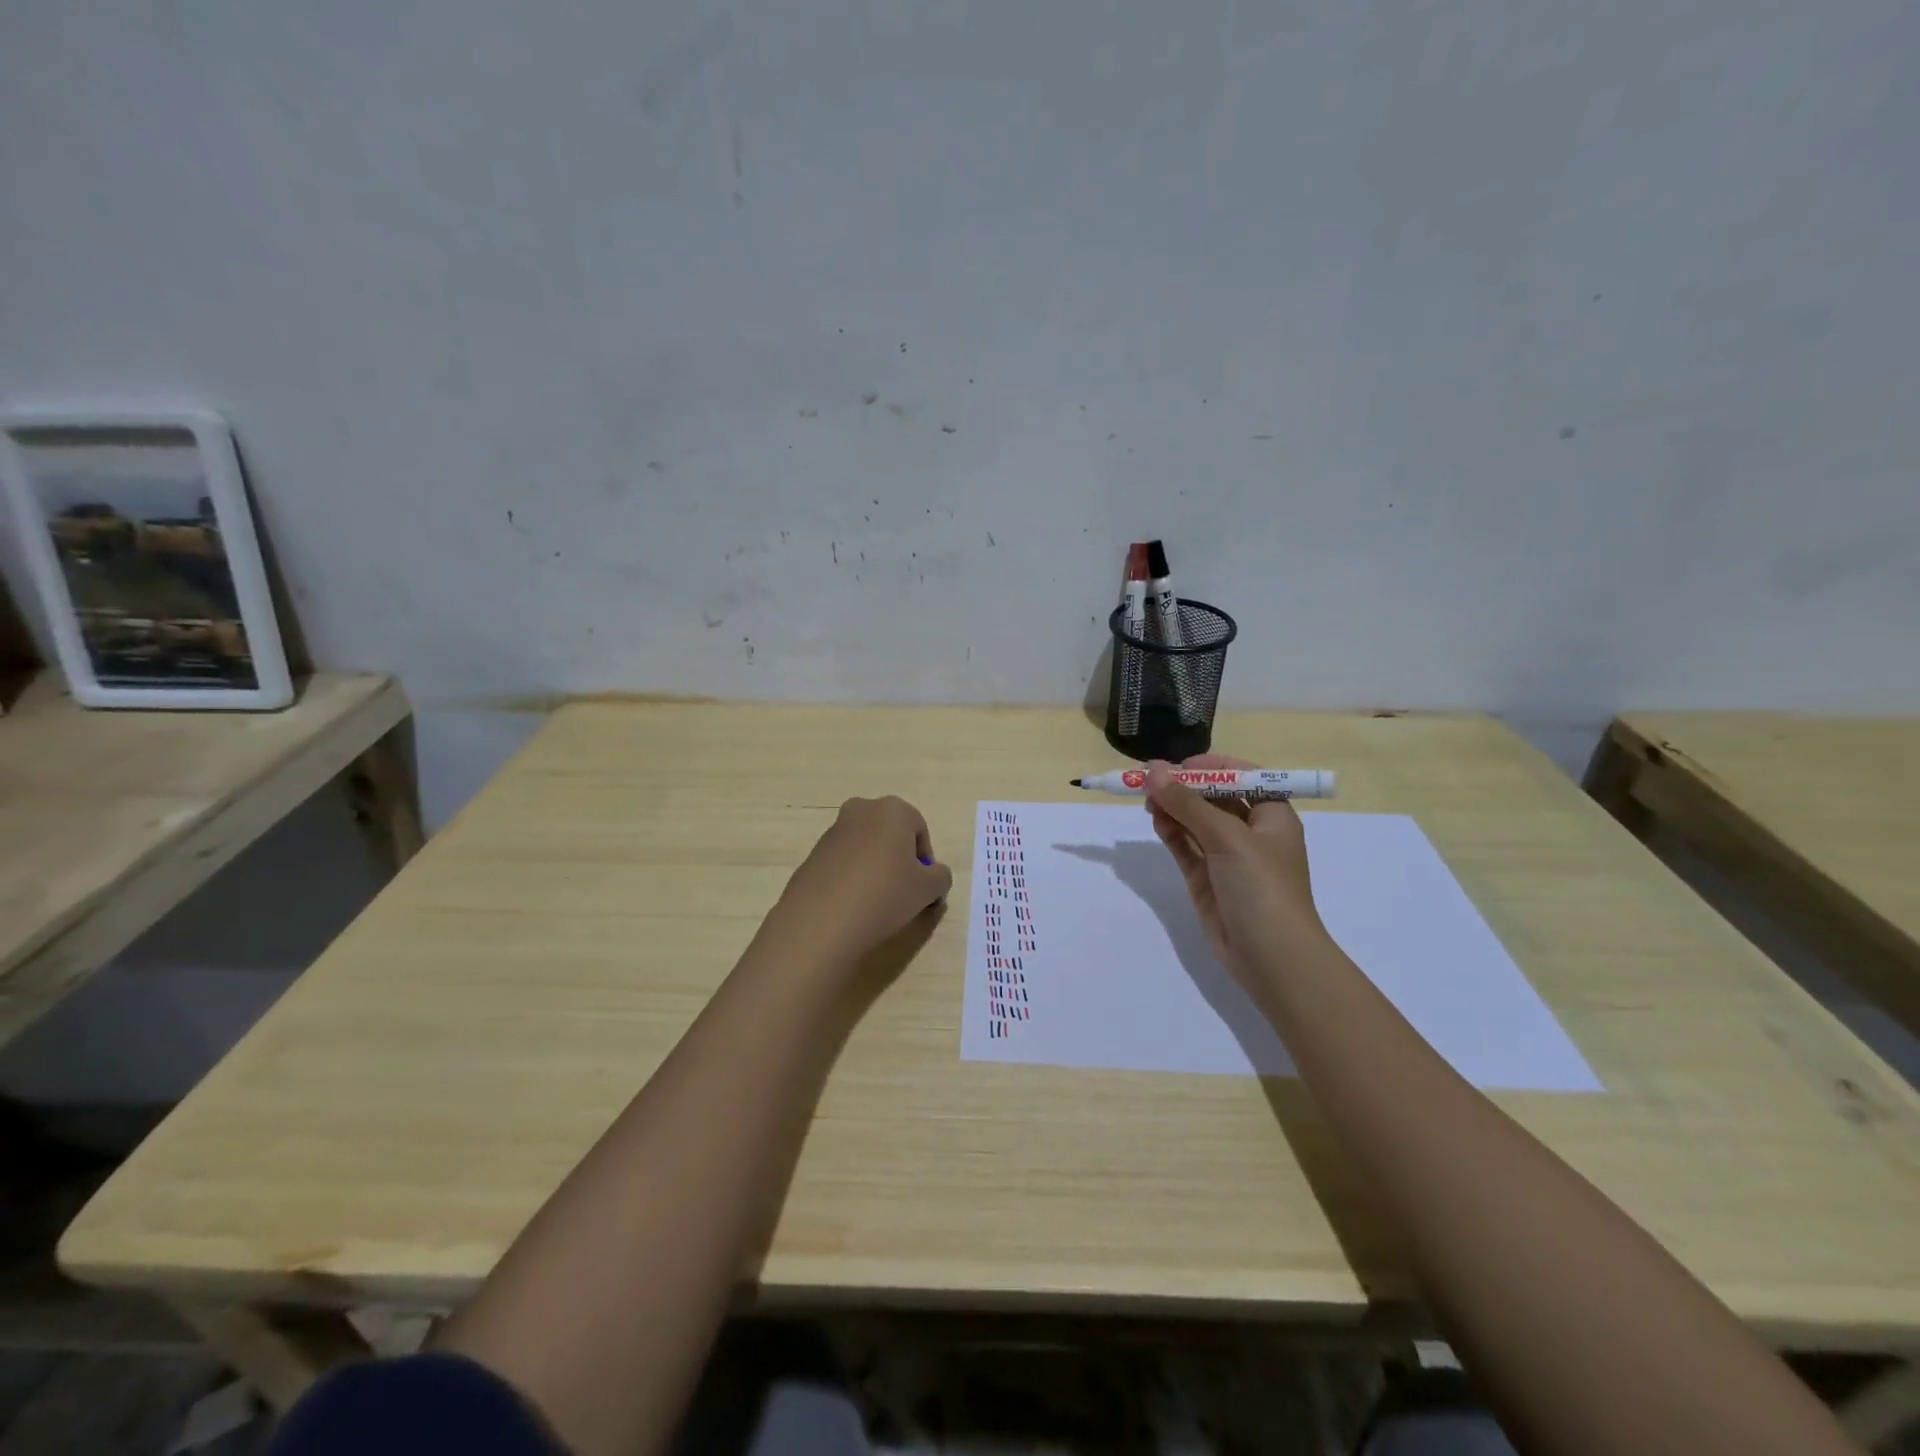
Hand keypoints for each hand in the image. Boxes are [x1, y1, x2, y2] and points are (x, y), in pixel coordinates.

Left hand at [775, 796, 953, 963]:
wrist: (822, 920)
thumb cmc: (886, 894)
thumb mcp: (929, 889)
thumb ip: (940, 877)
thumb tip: (933, 875)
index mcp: (893, 809)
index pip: (920, 830)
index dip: (926, 861)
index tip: (923, 888)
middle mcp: (861, 810)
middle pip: (890, 834)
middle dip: (899, 859)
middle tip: (903, 892)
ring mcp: (833, 830)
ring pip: (866, 847)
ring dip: (875, 868)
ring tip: (876, 903)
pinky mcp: (813, 853)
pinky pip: (843, 862)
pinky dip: (852, 877)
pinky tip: (852, 905)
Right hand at [1145, 754, 1327, 983]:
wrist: (1272, 958)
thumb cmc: (1262, 887)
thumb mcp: (1227, 838)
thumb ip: (1187, 803)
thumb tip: (1153, 771)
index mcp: (1272, 815)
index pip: (1242, 776)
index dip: (1211, 766)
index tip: (1178, 765)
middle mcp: (1251, 832)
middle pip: (1214, 797)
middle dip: (1183, 786)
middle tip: (1149, 780)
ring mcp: (1227, 857)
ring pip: (1195, 821)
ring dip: (1173, 808)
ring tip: (1147, 801)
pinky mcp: (1207, 879)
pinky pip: (1185, 846)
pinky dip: (1171, 832)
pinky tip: (1156, 821)